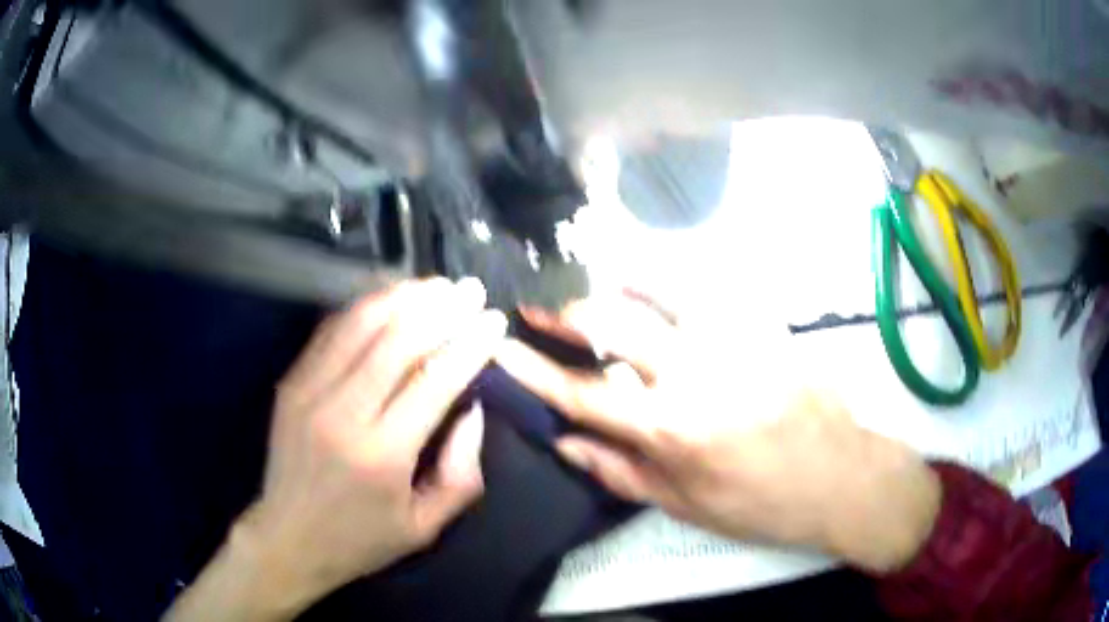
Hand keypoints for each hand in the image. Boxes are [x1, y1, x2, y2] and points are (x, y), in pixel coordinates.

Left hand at [165, 278, 505, 621]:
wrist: (287, 538)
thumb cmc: (360, 539)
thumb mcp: (425, 526)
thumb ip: (462, 472)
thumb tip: (473, 409)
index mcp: (382, 454)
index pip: (434, 381)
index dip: (469, 345)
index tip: (495, 321)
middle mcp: (343, 412)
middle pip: (397, 339)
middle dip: (441, 307)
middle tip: (470, 289)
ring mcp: (309, 391)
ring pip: (360, 324)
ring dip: (402, 296)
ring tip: (434, 285)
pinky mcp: (291, 382)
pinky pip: (330, 331)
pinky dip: (363, 308)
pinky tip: (388, 300)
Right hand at [496, 290, 940, 573]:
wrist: (840, 477)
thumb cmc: (760, 504)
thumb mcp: (685, 505)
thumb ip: (620, 471)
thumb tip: (565, 441)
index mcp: (671, 430)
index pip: (582, 392)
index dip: (533, 369)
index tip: (502, 346)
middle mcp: (695, 374)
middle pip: (612, 326)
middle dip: (563, 311)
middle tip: (535, 302)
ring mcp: (733, 340)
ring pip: (660, 289)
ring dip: (613, 278)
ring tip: (587, 274)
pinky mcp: (763, 324)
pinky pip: (710, 289)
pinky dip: (671, 277)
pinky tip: (651, 274)